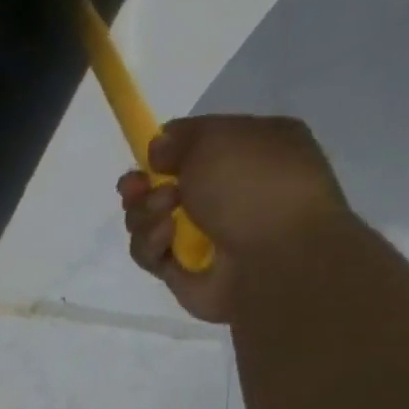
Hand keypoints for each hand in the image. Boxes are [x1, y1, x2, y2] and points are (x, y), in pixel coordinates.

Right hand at [119, 115, 352, 323]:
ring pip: (150, 220)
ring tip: (164, 212)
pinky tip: (167, 238)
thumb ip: (181, 137)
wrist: (273, 260)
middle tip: (135, 188)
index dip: (168, 149)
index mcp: (252, 150)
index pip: (197, 145)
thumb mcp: (218, 138)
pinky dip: (151, 243)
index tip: (149, 155)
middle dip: (143, 186)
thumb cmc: (254, 186)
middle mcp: (228, 193)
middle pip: (164, 185)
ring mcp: (205, 235)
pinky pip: (151, 254)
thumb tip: (158, 150)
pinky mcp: (183, 271)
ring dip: (145, 213)